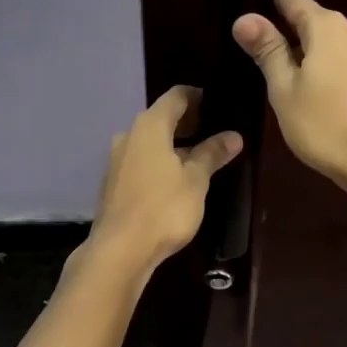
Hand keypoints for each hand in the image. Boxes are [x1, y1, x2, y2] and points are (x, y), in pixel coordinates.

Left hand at [85, 85, 241, 272]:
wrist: (120, 250)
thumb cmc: (164, 208)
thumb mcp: (196, 180)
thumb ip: (212, 153)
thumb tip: (233, 136)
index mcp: (150, 125)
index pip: (176, 96)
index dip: (198, 96)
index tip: (217, 103)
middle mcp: (129, 135)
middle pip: (161, 118)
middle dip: (188, 122)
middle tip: (214, 131)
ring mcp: (117, 159)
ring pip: (150, 142)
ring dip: (173, 145)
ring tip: (199, 157)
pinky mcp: (114, 182)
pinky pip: (141, 161)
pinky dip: (159, 162)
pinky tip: (175, 179)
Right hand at [233, 0, 346, 188]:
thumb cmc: (323, 124)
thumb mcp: (284, 87)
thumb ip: (267, 49)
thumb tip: (244, 17)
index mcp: (326, 25)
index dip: (264, 3)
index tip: (242, 18)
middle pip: (307, 18)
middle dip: (280, 29)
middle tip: (249, 51)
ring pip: (322, 40)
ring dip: (298, 50)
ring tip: (270, 71)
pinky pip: (337, 58)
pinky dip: (317, 64)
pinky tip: (302, 87)